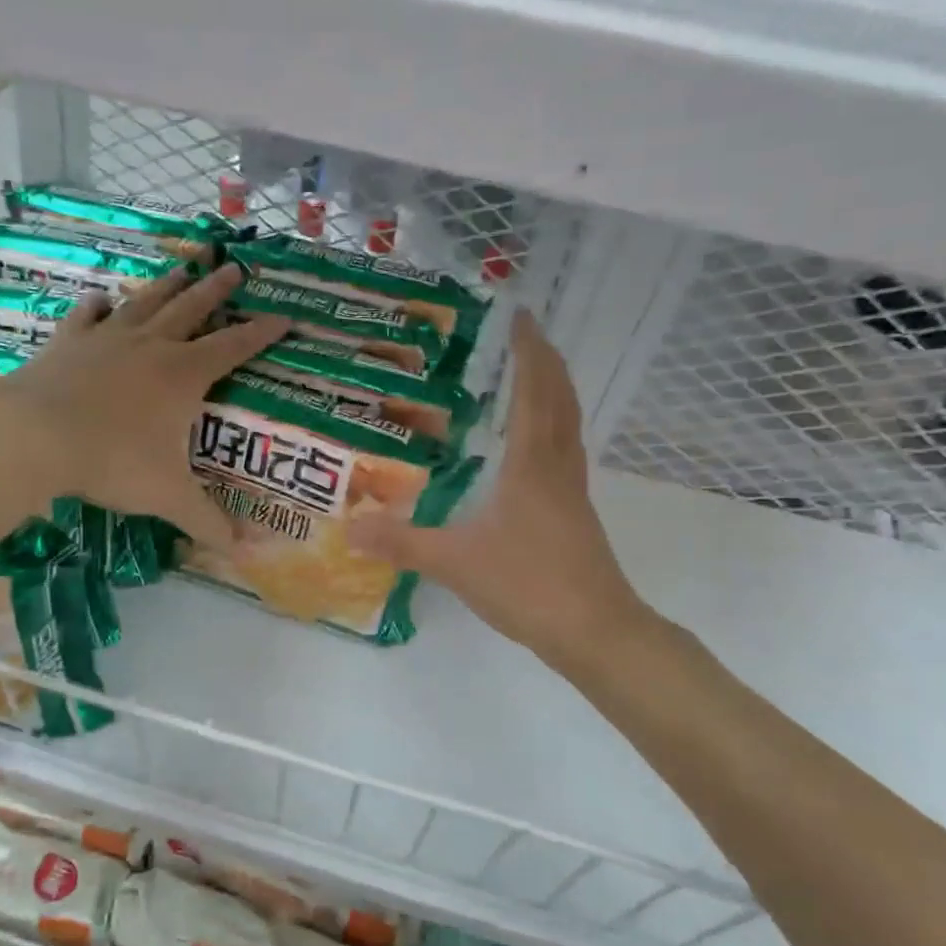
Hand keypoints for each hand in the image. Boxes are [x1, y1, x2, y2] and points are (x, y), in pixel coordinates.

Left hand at [0, 263, 286, 549]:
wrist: (34, 436)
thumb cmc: (112, 460)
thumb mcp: (167, 496)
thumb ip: (206, 521)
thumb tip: (242, 552)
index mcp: (183, 375)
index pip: (234, 347)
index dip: (261, 333)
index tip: (284, 316)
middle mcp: (151, 347)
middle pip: (192, 309)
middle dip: (216, 290)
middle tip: (234, 267)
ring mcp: (107, 339)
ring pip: (145, 302)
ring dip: (167, 284)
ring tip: (183, 265)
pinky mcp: (68, 342)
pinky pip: (87, 316)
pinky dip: (97, 305)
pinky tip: (101, 298)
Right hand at [347, 310, 648, 664]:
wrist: (594, 630)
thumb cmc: (528, 584)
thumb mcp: (455, 562)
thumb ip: (402, 543)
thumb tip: (350, 526)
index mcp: (532, 464)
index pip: (533, 390)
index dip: (528, 349)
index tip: (518, 314)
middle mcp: (558, 467)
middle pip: (560, 398)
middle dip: (545, 360)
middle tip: (524, 333)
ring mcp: (573, 491)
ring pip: (569, 424)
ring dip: (555, 391)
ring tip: (532, 374)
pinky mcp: (577, 514)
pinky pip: (567, 451)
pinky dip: (555, 427)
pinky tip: (535, 446)